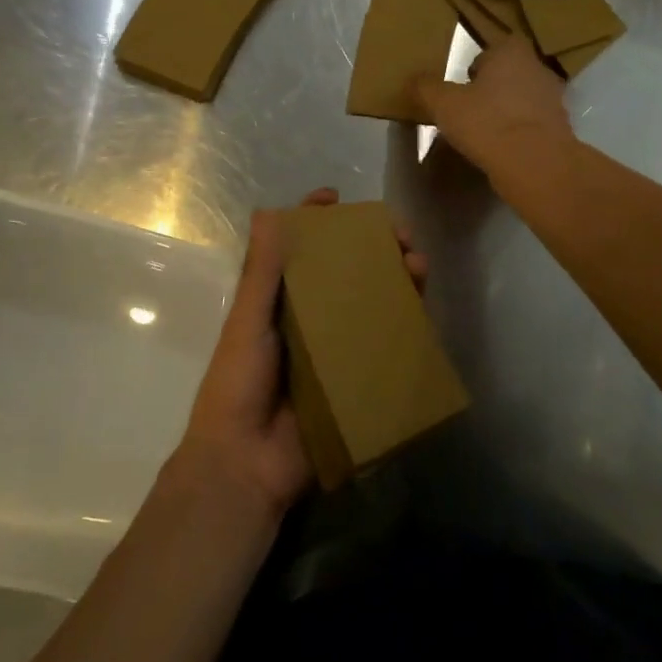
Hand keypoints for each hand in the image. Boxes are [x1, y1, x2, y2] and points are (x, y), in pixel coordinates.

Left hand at [173, 188, 427, 514]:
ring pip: (373, 304)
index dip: (318, 221)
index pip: (301, 250)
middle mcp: (312, 319)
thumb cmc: (238, 384)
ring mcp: (338, 350)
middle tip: (400, 235)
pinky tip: (423, 308)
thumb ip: (262, 272)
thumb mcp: (249, 322)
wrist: (247, 464)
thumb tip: (270, 210)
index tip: (338, 197)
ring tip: (417, 264)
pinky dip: (406, 325)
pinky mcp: (359, 380)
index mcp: (280, 303)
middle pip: (347, 272)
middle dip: (374, 248)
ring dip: (397, 279)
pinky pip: (387, 347)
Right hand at [412, 31, 574, 181]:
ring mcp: (554, 99)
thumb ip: (427, 87)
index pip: (493, 47)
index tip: (461, 86)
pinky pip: (533, 125)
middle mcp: (538, 68)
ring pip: (523, 99)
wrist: (534, 163)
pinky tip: (504, 149)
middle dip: (492, 88)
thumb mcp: (444, 103)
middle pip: (509, 73)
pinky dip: (520, 133)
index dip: (476, 66)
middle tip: (469, 109)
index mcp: (511, 51)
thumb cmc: (487, 122)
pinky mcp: (560, 129)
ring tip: (485, 133)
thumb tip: (414, 80)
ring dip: (507, 111)